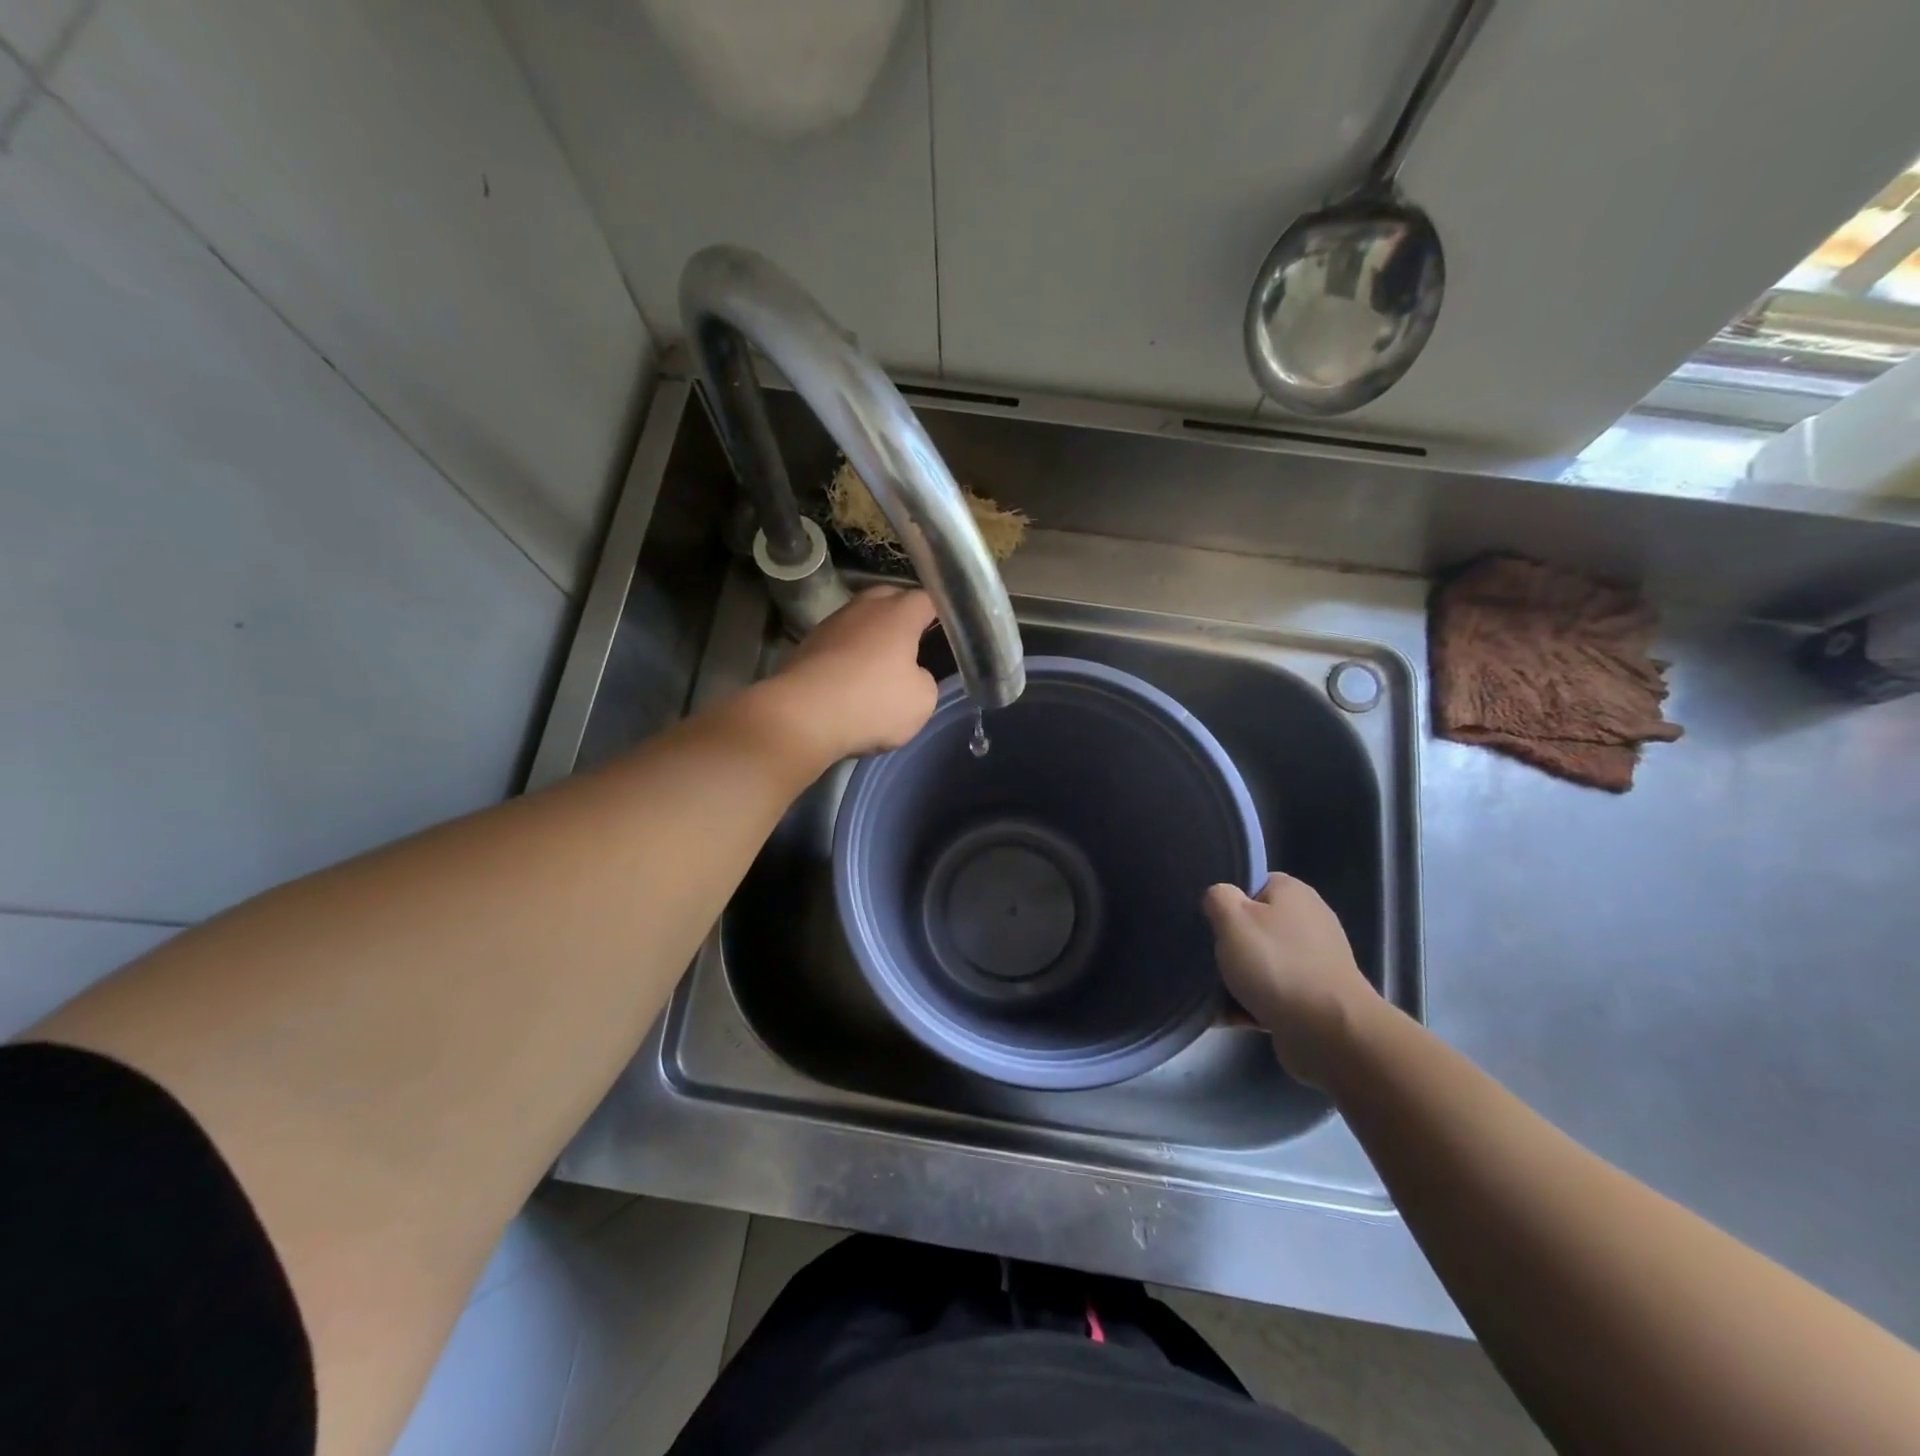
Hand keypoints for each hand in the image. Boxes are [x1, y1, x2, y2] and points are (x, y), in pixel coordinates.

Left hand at [759, 587, 939, 764]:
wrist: (802, 716)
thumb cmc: (872, 702)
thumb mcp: (922, 700)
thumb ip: (925, 680)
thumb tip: (913, 674)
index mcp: (898, 614)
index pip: (926, 598)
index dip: (940, 610)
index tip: (949, 625)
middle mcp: (863, 609)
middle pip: (889, 597)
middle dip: (903, 612)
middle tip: (917, 636)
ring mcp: (831, 625)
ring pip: (860, 618)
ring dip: (872, 633)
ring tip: (884, 658)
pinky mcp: (807, 646)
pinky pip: (838, 641)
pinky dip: (849, 652)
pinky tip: (853, 675)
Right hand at [1204, 874, 1379, 1089]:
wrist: (1329, 1033)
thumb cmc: (1277, 965)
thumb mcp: (1232, 919)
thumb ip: (1218, 898)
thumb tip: (1219, 899)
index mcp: (1294, 894)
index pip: (1253, 884)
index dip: (1228, 900)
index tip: (1210, 921)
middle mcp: (1309, 922)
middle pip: (1254, 926)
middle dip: (1230, 945)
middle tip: (1209, 957)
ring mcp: (1315, 962)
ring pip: (1261, 963)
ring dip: (1236, 979)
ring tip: (1214, 993)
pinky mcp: (1314, 998)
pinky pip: (1272, 994)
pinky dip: (1250, 1004)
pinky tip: (1228, 1016)